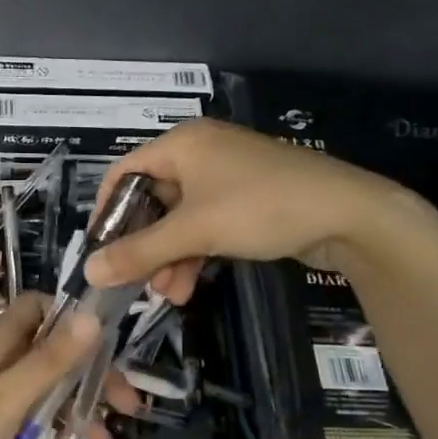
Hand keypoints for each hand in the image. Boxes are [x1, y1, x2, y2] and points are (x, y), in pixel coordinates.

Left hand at [0, 293, 101, 438]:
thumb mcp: (8, 397)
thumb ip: (50, 359)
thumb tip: (92, 316)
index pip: (39, 308)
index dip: (74, 319)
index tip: (109, 345)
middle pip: (50, 351)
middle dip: (88, 373)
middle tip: (127, 404)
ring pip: (43, 387)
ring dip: (76, 406)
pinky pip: (28, 415)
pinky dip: (53, 427)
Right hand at [82, 117, 411, 301]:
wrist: (349, 214)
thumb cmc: (261, 208)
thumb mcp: (195, 231)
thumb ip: (139, 252)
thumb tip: (88, 272)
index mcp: (182, 144)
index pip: (123, 173)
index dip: (106, 213)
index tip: (100, 252)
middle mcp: (199, 153)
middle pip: (151, 200)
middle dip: (144, 245)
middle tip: (137, 282)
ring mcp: (225, 176)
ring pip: (178, 218)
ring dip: (168, 257)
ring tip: (168, 294)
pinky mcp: (245, 199)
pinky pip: (204, 224)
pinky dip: (193, 253)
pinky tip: (189, 286)